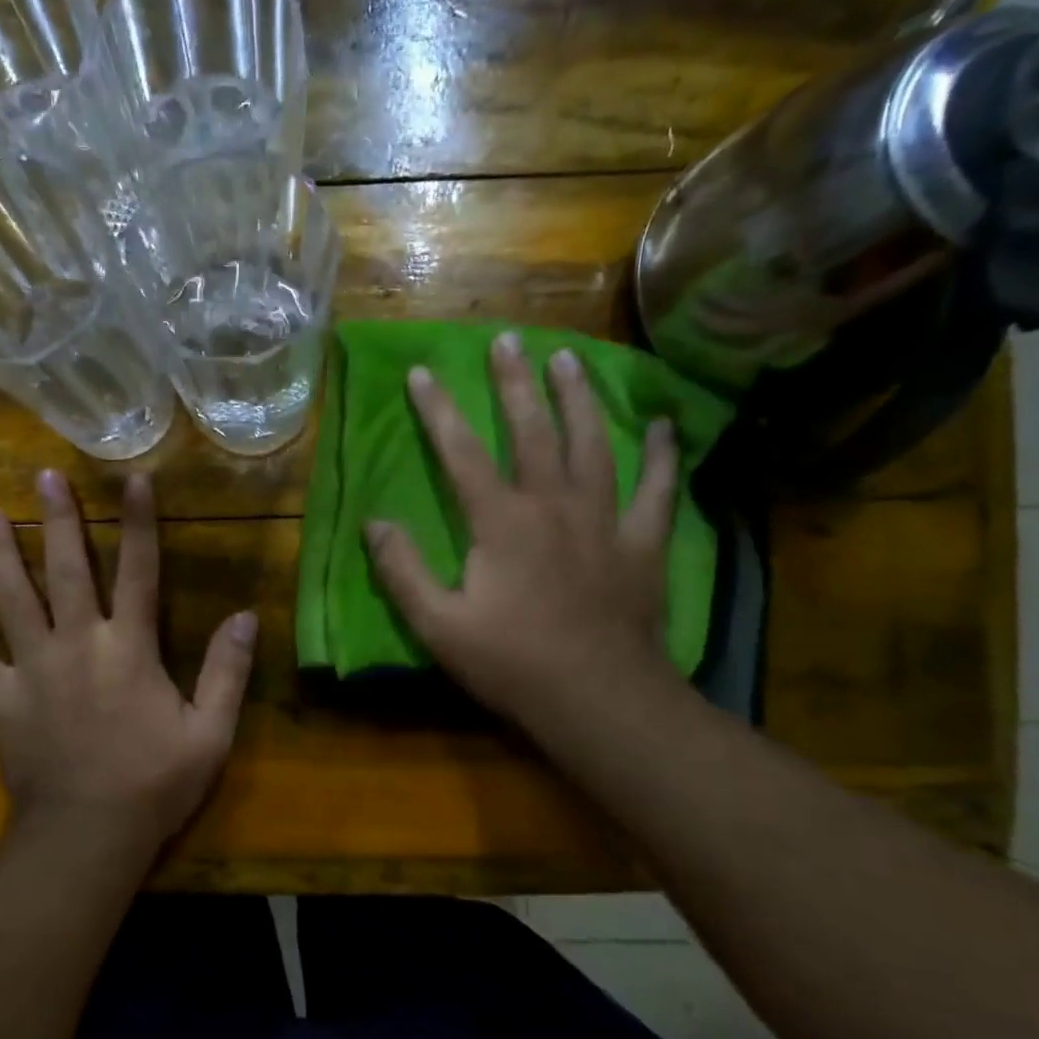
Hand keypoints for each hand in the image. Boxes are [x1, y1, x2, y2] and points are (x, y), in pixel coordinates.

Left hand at [0, 469, 257, 863]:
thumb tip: (246, 616)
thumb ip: (227, 671)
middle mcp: (78, 645)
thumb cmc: (154, 784)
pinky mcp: (0, 701)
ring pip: (13, 601)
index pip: (139, 572)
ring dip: (1, 556)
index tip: (132, 479)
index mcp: (129, 649)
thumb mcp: (211, 732)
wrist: (88, 836)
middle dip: (60, 521)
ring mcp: (32, 670)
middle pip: (68, 571)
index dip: (138, 523)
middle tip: (44, 477)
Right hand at [364, 332, 682, 742]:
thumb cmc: (511, 663)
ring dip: (579, 398)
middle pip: (532, 430)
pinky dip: (662, 454)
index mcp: (501, 521)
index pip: (460, 452)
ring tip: (569, 359)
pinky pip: (656, 488)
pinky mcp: (641, 543)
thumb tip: (375, 523)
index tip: (422, 372)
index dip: (438, 410)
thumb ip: (402, 571)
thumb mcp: (438, 625)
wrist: (597, 699)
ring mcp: (603, 520)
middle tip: (507, 339)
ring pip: (592, 443)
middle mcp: (553, 504)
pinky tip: (663, 424)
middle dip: (515, 383)